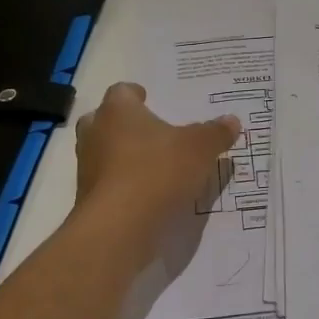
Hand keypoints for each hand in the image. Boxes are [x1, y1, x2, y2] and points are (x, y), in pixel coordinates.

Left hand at [73, 82, 240, 255]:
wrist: (119, 227)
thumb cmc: (158, 171)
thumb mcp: (200, 149)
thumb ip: (215, 133)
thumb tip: (232, 120)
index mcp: (118, 111)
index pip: (122, 91)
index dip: (136, 94)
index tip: (149, 100)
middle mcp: (96, 133)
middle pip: (104, 119)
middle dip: (124, 124)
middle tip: (149, 132)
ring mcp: (87, 167)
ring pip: (102, 152)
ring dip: (122, 156)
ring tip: (152, 165)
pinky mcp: (88, 198)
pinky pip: (106, 182)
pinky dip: (122, 184)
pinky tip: (146, 194)